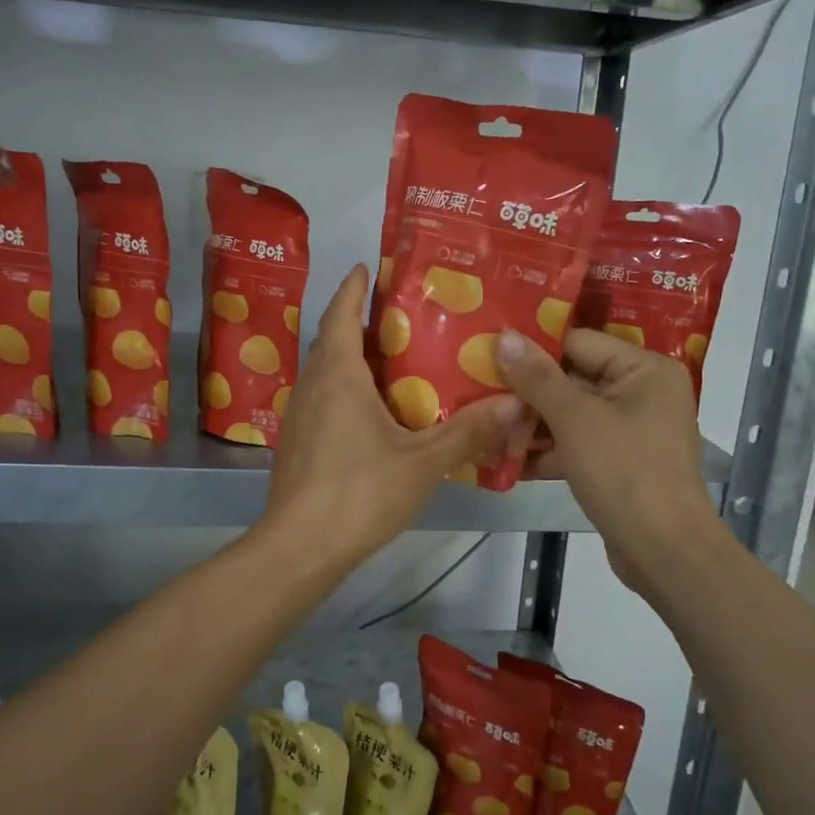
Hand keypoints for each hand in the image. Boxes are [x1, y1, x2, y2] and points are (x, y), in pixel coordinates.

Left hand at [264, 266, 523, 571]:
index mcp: (338, 376)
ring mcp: (298, 417)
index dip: (352, 289)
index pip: (341, 315)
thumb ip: (469, 432)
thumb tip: (517, 403)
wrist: (299, 547)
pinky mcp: (296, 445)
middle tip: (395, 314)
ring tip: (387, 359)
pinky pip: (320, 401)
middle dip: (355, 321)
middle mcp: (312, 387)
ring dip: (347, 358)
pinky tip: (368, 413)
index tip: (365, 268)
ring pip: (323, 373)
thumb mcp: (422, 462)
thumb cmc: (359, 492)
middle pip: (330, 341)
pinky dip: (342, 391)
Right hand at [495, 328, 725, 597]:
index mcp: (644, 369)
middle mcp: (642, 392)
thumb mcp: (575, 420)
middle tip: (477, 390)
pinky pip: (577, 444)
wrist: (664, 552)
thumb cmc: (624, 473)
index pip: (578, 342)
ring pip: (571, 414)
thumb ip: (537, 377)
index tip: (487, 354)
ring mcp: (631, 429)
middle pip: (573, 378)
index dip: (533, 349)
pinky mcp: (619, 462)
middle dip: (527, 391)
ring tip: (483, 424)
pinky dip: (547, 450)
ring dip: (531, 423)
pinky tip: (505, 458)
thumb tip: (504, 335)